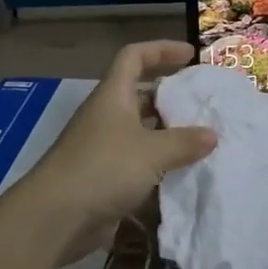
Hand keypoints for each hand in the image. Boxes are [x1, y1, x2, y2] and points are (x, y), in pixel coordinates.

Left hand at [22, 42, 217, 258]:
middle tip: (201, 104)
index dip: (161, 50)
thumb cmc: (104, 168)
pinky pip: (138, 164)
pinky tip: (184, 175)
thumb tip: (211, 135)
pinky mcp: (104, 178)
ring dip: (167, 135)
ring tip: (201, 141)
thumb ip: (184, 142)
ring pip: (141, 132)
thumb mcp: (152, 151)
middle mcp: (107, 117)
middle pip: (140, 94)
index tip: (190, 55)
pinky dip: (159, 166)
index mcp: (113, 96)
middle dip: (170, 97)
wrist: (56, 218)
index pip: (134, 57)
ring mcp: (103, 148)